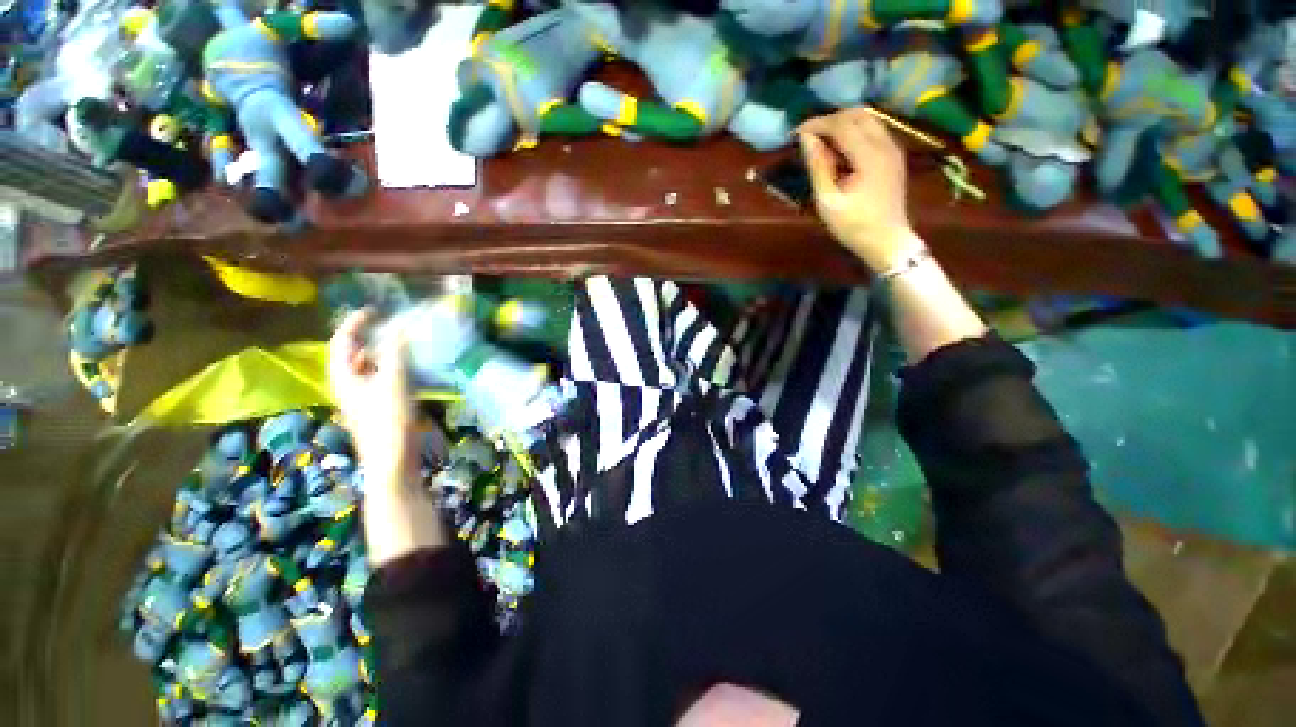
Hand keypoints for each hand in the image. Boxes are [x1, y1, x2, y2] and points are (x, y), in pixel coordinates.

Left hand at [328, 309, 416, 490]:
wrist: (392, 460)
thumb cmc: (388, 420)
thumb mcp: (394, 382)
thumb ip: (395, 352)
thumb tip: (399, 326)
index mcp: (344, 376)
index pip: (342, 341)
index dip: (355, 323)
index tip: (376, 310)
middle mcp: (349, 384)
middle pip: (354, 353)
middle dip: (371, 336)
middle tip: (394, 325)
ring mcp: (363, 397)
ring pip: (370, 366)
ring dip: (385, 352)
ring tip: (407, 343)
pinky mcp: (378, 407)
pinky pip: (382, 378)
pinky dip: (394, 367)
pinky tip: (412, 369)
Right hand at [797, 108, 923, 271]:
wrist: (887, 240)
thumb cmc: (853, 225)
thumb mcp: (828, 201)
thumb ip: (818, 167)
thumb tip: (807, 140)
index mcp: (869, 156)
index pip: (841, 124)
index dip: (817, 124)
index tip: (796, 133)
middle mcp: (885, 144)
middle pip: (858, 114)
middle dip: (830, 119)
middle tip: (809, 135)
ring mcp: (893, 147)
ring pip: (868, 118)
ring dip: (843, 122)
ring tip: (822, 140)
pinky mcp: (894, 154)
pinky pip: (874, 129)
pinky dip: (854, 130)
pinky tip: (840, 148)